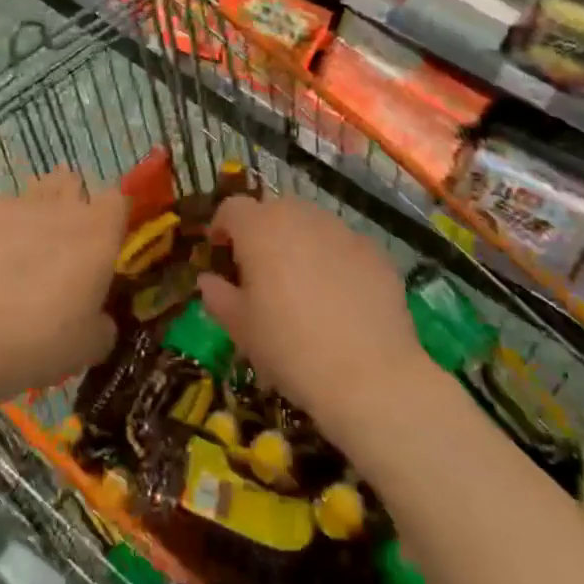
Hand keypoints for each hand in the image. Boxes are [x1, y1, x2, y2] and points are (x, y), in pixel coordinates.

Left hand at [0, 170, 125, 404]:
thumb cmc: (36, 343)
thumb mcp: (88, 348)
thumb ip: (102, 324)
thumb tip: (97, 318)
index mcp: (97, 233)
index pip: (117, 201)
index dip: (112, 219)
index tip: (104, 246)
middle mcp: (59, 207)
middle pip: (72, 183)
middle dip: (69, 204)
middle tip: (60, 248)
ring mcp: (12, 204)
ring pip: (30, 194)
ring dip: (30, 217)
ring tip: (14, 258)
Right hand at [198, 195, 429, 441]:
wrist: (369, 375)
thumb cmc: (290, 348)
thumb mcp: (241, 328)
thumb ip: (218, 296)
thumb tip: (208, 280)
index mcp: (260, 228)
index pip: (232, 208)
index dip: (222, 227)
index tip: (220, 253)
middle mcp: (301, 216)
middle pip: (273, 209)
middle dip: (262, 232)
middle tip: (260, 270)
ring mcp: (342, 230)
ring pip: (311, 224)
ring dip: (299, 242)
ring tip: (302, 283)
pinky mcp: (375, 251)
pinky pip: (344, 245)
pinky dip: (334, 260)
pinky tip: (340, 298)